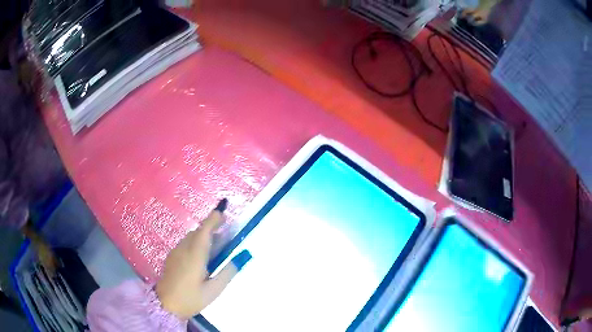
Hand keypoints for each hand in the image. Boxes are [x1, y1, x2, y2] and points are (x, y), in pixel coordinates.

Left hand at [156, 201, 250, 318]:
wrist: (165, 305)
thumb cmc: (190, 298)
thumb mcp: (213, 290)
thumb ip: (227, 273)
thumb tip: (241, 258)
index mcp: (195, 256)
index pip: (204, 231)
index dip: (213, 219)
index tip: (222, 210)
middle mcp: (183, 249)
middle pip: (197, 232)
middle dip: (210, 226)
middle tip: (224, 228)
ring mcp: (175, 253)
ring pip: (191, 237)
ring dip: (203, 235)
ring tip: (215, 243)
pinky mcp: (172, 258)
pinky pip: (185, 244)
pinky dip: (195, 242)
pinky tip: (201, 256)